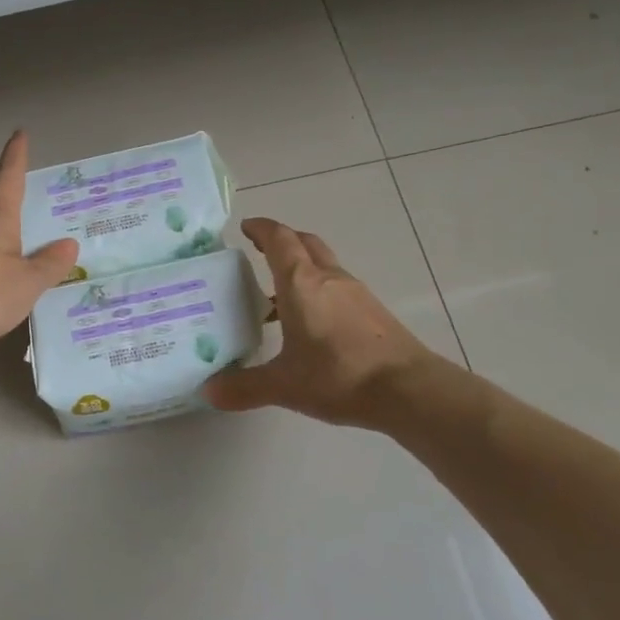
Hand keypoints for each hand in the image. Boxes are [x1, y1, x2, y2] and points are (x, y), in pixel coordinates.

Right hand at [205, 218, 439, 429]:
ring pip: (323, 266)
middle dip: (282, 241)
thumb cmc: (339, 376)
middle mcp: (329, 279)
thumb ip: (244, 387)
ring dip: (301, 269)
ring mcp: (356, 294)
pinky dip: (318, 292)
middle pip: (305, 243)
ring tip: (277, 297)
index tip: (246, 227)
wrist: (409, 390)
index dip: (261, 229)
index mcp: (301, 283)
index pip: (279, 240)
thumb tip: (209, 391)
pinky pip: (337, 289)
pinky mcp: (373, 313)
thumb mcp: (284, 385)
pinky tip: (310, 325)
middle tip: (259, 251)